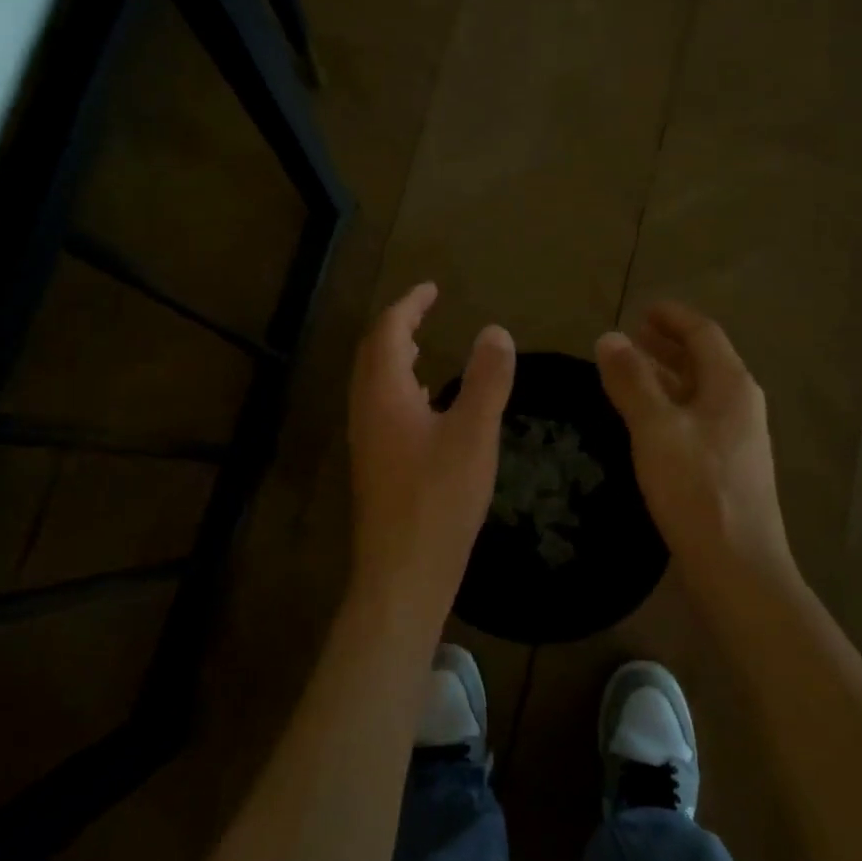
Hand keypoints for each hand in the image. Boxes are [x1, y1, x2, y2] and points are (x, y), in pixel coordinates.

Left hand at [348, 284, 515, 628]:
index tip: (433, 288)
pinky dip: (400, 385)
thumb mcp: (474, 434)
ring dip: (396, 354)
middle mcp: (366, 409)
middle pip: (374, 351)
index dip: (410, 304)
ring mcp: (366, 438)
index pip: (389, 331)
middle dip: (399, 323)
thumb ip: (487, 380)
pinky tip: (424, 401)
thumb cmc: (439, 500)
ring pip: (374, 380)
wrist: (402, 572)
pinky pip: (380, 405)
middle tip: (427, 308)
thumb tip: (496, 331)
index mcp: (384, 393)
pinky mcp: (374, 463)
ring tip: (424, 343)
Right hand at [596, 303, 797, 597]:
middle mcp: (740, 405)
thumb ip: (631, 380)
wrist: (737, 567)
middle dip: (667, 345)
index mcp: (731, 386)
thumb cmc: (696, 488)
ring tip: (628, 371)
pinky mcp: (726, 468)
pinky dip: (669, 406)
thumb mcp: (656, 428)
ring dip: (665, 376)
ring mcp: (737, 439)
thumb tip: (609, 337)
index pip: (703, 333)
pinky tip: (645, 420)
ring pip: (698, 392)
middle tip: (629, 337)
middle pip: (704, 360)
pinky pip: (695, 419)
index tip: (641, 309)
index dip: (672, 317)